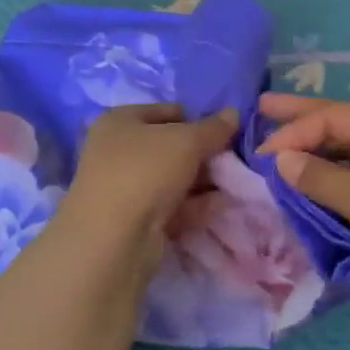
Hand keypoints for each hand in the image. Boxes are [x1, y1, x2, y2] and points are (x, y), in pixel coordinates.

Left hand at [56, 104, 239, 278]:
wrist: (113, 238)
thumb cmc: (145, 171)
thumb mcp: (187, 141)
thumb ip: (213, 128)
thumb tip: (233, 113)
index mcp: (119, 122)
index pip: (164, 112)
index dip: (195, 118)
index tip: (223, 131)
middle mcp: (116, 152)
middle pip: (169, 147)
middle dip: (202, 153)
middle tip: (233, 159)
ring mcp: (124, 189)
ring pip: (171, 179)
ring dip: (202, 181)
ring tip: (235, 182)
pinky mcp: (134, 221)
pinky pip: (170, 206)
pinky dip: (195, 205)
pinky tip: (223, 205)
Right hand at [257, 94, 349, 293]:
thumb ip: (318, 177)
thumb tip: (282, 161)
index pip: (328, 117)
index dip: (291, 133)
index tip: (259, 156)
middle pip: (339, 122)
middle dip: (300, 119)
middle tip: (261, 108)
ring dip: (317, 152)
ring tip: (283, 151)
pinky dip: (336, 176)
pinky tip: (317, 183)